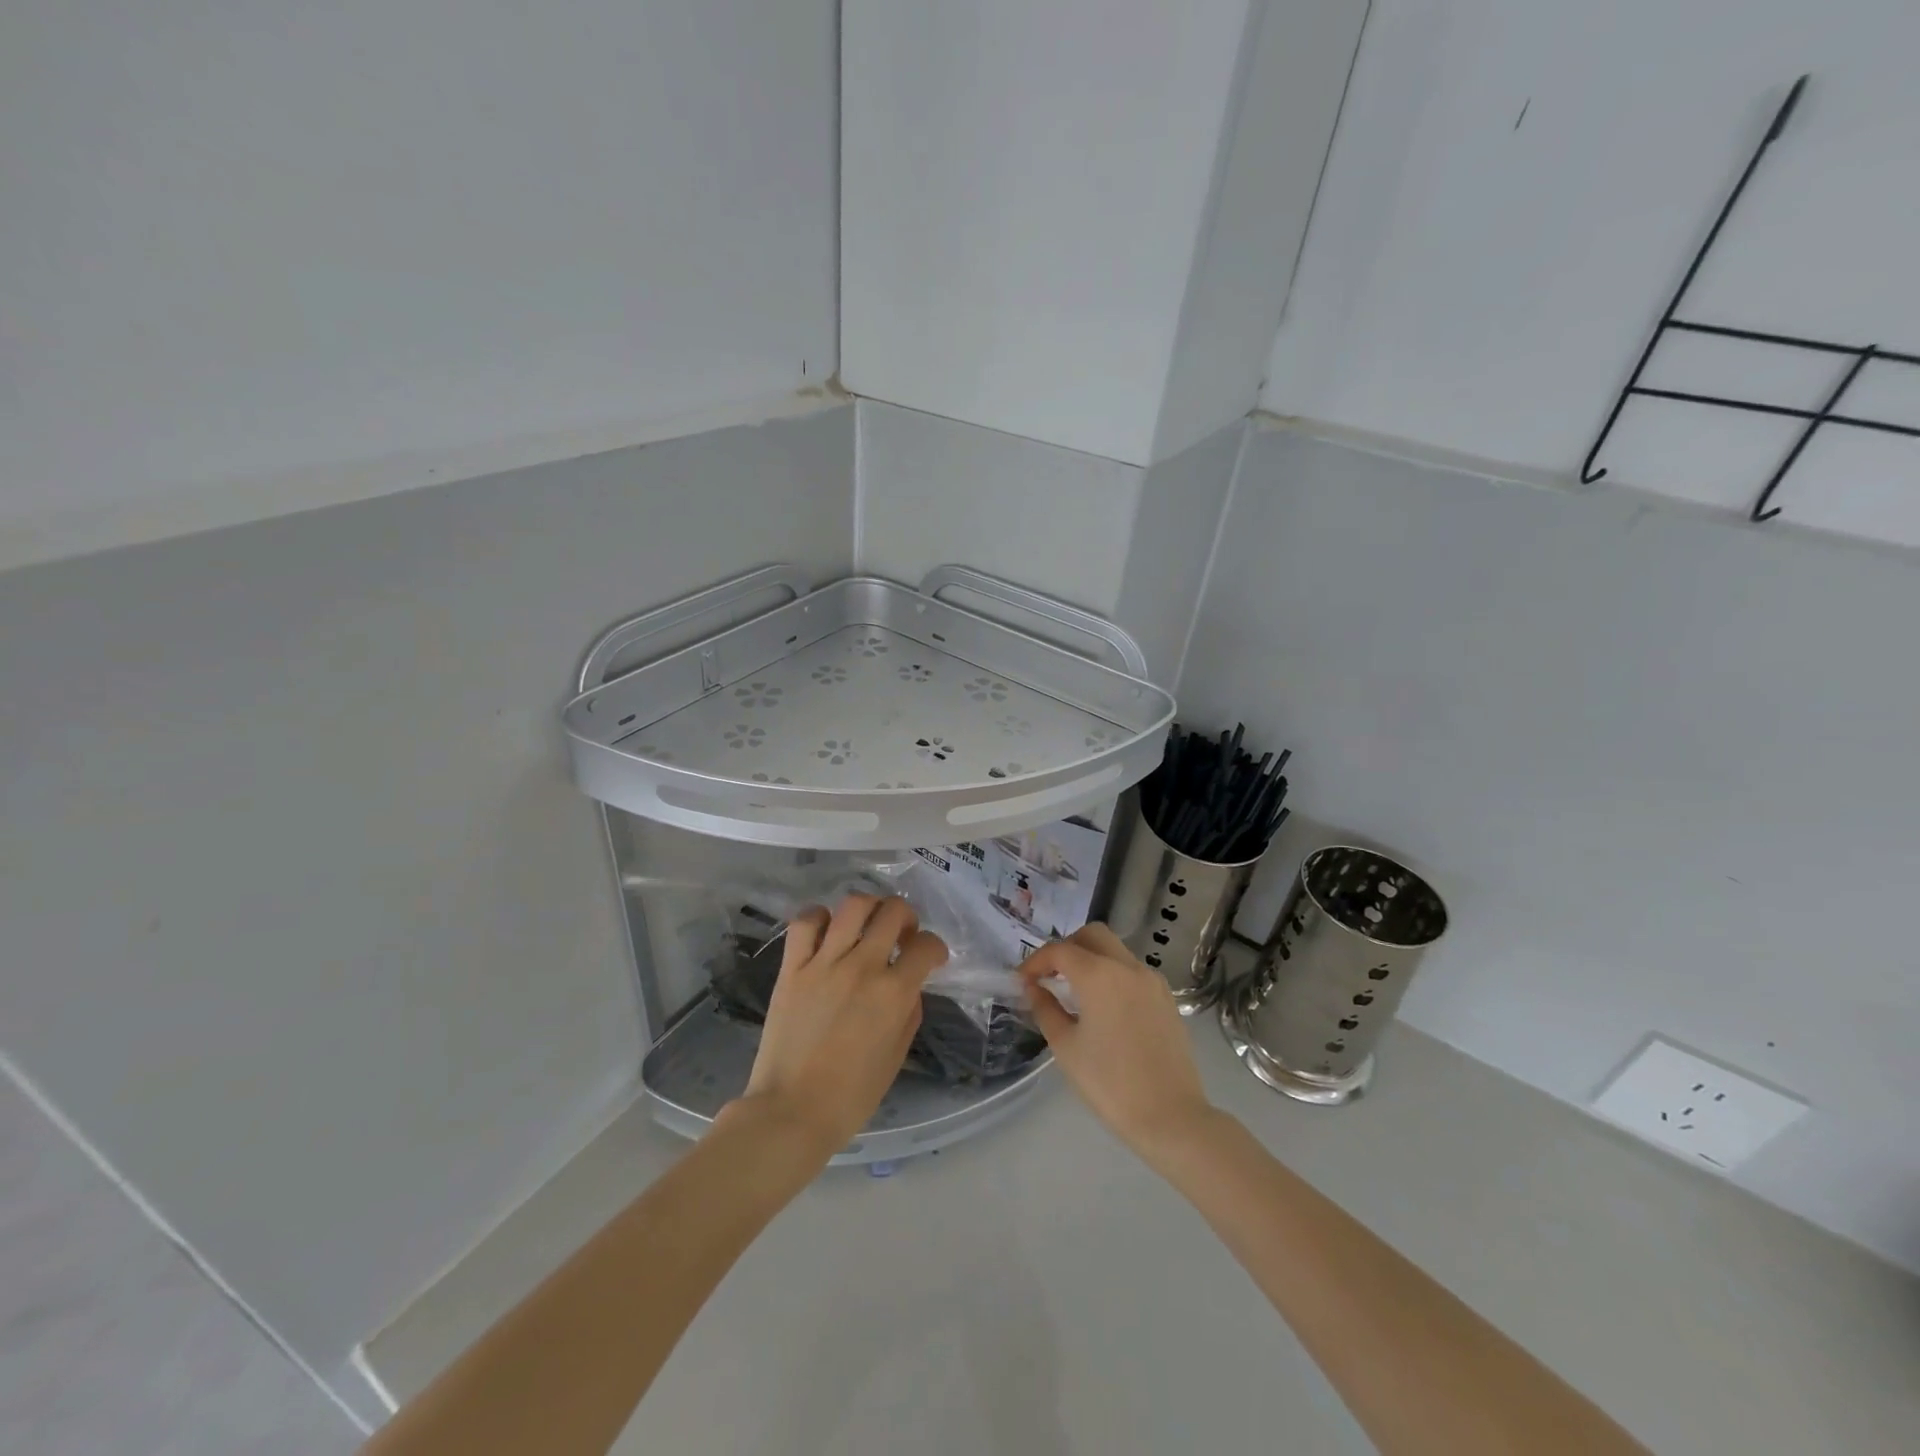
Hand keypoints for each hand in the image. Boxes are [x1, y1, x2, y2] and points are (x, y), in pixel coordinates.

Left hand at [735, 894, 946, 1156]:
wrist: (791, 1112)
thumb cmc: (851, 1096)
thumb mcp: (897, 1056)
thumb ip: (909, 1012)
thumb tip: (908, 985)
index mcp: (894, 993)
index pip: (926, 946)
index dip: (936, 948)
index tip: (932, 957)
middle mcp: (862, 967)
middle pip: (893, 912)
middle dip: (907, 916)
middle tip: (902, 935)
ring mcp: (824, 963)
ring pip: (853, 906)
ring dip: (870, 908)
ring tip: (868, 924)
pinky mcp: (792, 968)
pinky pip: (805, 922)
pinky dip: (820, 917)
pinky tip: (827, 931)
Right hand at [1020, 924, 1217, 1162]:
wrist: (1171, 1117)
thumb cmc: (1110, 1083)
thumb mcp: (1066, 1047)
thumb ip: (1045, 1009)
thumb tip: (1033, 988)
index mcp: (1099, 975)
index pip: (1060, 951)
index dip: (1035, 961)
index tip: (1022, 981)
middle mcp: (1128, 967)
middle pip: (1092, 936)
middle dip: (1067, 948)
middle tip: (1050, 976)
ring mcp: (1152, 981)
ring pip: (1115, 951)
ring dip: (1091, 959)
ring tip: (1074, 993)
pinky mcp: (1166, 998)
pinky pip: (1133, 972)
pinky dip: (1112, 975)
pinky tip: (1103, 1007)